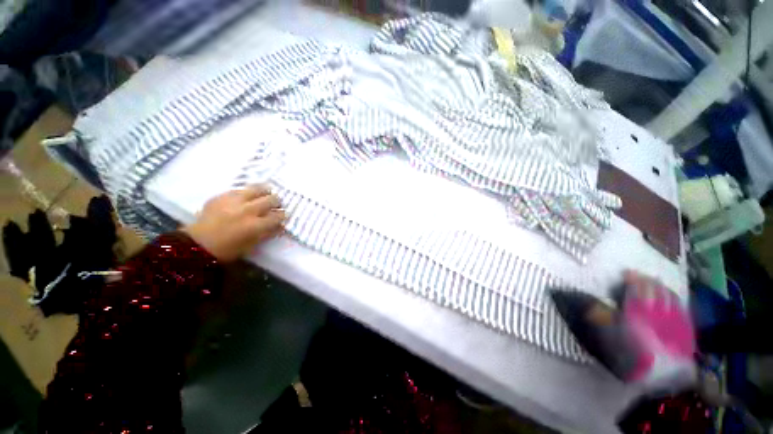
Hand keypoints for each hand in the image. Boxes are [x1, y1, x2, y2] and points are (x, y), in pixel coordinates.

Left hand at [182, 186, 284, 261]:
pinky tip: (246, 196)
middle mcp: (248, 210)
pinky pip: (240, 189)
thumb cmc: (228, 250)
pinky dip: (246, 192)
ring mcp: (234, 201)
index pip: (278, 216)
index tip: (282, 216)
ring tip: (266, 193)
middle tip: (276, 204)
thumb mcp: (252, 245)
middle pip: (271, 200)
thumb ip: (267, 233)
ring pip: (257, 189)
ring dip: (265, 191)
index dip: (282, 215)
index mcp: (256, 225)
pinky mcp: (222, 196)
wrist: (197, 244)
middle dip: (276, 202)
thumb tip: (279, 226)